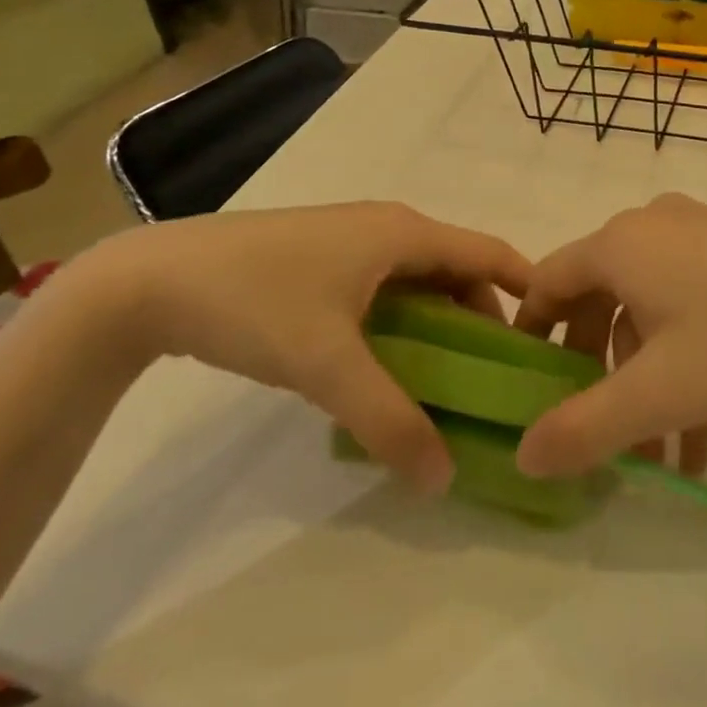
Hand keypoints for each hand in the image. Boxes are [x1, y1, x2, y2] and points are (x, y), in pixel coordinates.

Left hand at [82, 204, 529, 492]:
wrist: (151, 282)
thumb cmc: (256, 303)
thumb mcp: (327, 365)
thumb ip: (390, 420)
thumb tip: (444, 477)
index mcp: (404, 233)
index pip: (490, 252)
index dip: (529, 289)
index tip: (555, 338)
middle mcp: (387, 229)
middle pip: (458, 271)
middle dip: (484, 321)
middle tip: (498, 381)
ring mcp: (352, 243)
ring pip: (419, 283)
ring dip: (441, 325)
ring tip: (451, 382)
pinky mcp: (322, 263)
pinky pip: (386, 290)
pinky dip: (404, 324)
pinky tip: (390, 366)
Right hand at [512, 194, 706, 477]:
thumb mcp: (660, 394)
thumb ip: (583, 429)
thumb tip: (522, 457)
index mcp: (620, 244)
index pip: (546, 283)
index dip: (529, 335)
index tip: (523, 386)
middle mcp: (651, 227)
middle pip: (597, 300)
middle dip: (595, 375)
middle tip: (595, 433)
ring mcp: (698, 234)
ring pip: (647, 311)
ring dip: (645, 382)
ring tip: (660, 460)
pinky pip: (686, 304)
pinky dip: (683, 362)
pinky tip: (703, 433)